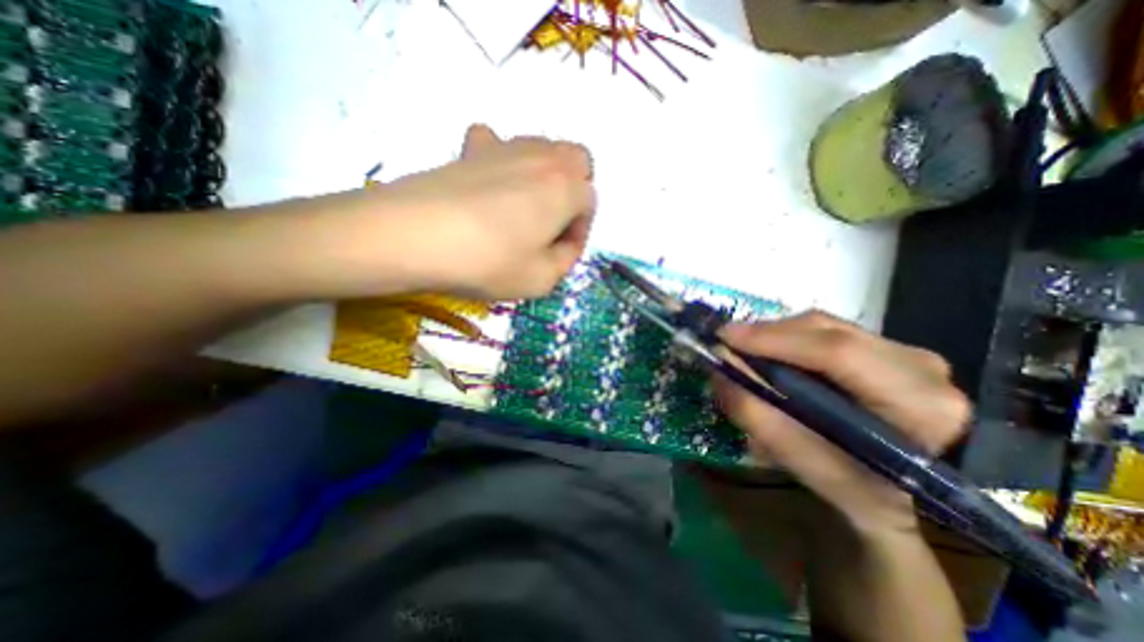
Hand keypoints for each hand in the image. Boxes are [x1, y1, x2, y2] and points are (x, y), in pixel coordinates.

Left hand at [375, 124, 598, 300]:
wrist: (415, 236)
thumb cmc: (489, 262)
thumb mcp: (542, 279)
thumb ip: (566, 260)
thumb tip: (564, 244)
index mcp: (566, 188)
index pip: (590, 204)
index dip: (580, 231)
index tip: (562, 252)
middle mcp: (543, 158)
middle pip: (577, 161)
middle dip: (575, 190)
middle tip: (554, 221)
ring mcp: (505, 147)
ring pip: (543, 149)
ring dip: (545, 176)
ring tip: (524, 209)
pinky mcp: (471, 149)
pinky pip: (498, 143)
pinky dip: (503, 160)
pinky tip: (492, 184)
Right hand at [716, 313, 968, 534]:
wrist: (908, 494)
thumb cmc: (860, 489)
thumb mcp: (805, 464)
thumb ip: (759, 416)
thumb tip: (719, 370)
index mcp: (918, 405)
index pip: (838, 353)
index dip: (775, 340)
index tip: (725, 338)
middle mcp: (920, 366)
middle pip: (827, 330)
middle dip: (767, 333)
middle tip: (726, 344)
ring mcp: (907, 352)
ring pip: (824, 325)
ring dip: (776, 334)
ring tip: (743, 350)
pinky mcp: (889, 348)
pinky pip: (827, 330)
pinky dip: (790, 338)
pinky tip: (771, 353)